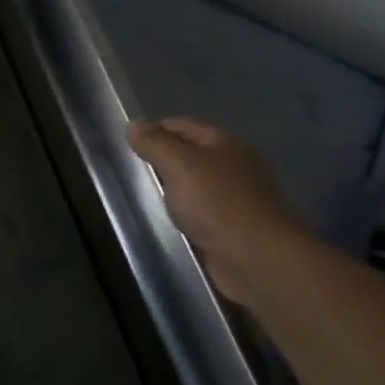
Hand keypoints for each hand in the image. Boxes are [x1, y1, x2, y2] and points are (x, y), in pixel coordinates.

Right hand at [127, 118, 309, 305]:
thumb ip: (154, 143)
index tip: (127, 148)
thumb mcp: (178, 164)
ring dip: (173, 189)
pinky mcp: (234, 226)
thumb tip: (133, 126)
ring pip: (195, 184)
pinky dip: (185, 213)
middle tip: (133, 173)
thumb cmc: (216, 203)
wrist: (257, 258)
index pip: (182, 125)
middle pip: (189, 154)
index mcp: (225, 143)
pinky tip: (170, 221)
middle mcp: (234, 165)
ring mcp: (237, 197)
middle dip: (162, 161)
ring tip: (146, 198)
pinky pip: (201, 211)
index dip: (153, 131)